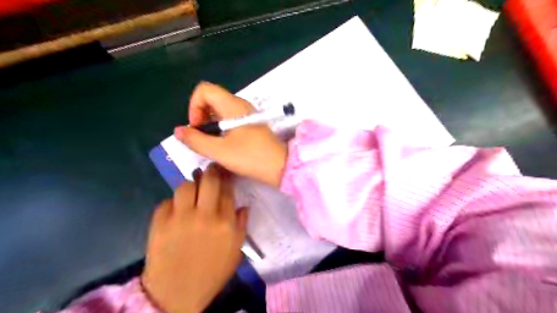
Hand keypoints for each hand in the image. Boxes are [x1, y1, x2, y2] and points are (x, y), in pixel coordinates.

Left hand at [141, 165, 247, 311]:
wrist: (176, 293)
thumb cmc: (211, 272)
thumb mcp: (235, 251)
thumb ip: (242, 225)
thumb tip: (243, 205)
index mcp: (225, 222)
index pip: (227, 190)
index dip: (227, 177)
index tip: (226, 171)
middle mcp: (204, 215)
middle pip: (208, 180)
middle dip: (211, 171)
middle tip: (210, 170)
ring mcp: (180, 218)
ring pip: (185, 186)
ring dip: (190, 186)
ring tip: (192, 192)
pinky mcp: (159, 223)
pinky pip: (166, 202)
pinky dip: (172, 203)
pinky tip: (175, 210)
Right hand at [174, 82, 286, 185]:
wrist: (281, 167)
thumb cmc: (251, 157)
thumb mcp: (220, 151)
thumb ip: (196, 140)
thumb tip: (178, 131)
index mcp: (233, 105)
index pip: (204, 89)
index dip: (194, 106)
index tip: (197, 127)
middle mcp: (240, 105)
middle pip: (211, 99)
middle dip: (200, 116)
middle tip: (202, 138)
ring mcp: (247, 115)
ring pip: (220, 111)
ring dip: (210, 125)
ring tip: (211, 144)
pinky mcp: (251, 125)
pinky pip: (229, 120)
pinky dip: (220, 129)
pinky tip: (223, 145)